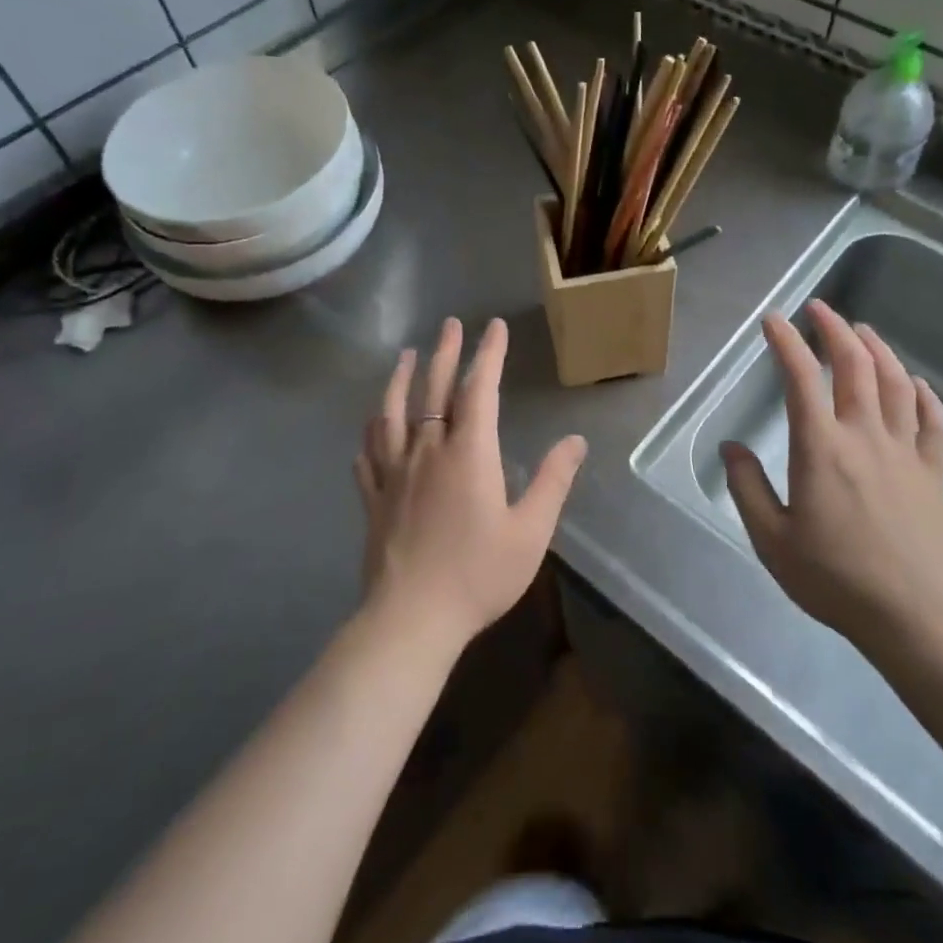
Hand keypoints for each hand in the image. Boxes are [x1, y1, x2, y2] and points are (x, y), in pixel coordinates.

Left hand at [355, 317, 587, 649]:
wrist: (412, 619)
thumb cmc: (478, 574)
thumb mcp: (531, 531)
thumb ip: (552, 481)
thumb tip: (574, 441)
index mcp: (468, 453)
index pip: (479, 389)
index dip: (488, 354)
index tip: (494, 327)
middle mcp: (427, 451)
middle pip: (433, 390)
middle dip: (444, 353)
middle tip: (449, 324)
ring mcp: (393, 473)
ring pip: (392, 414)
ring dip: (400, 380)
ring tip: (404, 356)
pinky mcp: (373, 499)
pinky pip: (368, 456)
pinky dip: (370, 435)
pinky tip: (369, 430)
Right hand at [721, 300, 942, 649]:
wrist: (914, 615)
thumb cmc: (835, 578)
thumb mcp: (771, 539)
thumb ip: (747, 488)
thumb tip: (730, 448)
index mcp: (821, 448)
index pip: (801, 379)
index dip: (786, 343)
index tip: (773, 319)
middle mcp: (865, 436)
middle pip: (855, 366)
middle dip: (835, 330)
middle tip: (820, 309)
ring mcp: (905, 452)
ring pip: (896, 384)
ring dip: (878, 350)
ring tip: (862, 331)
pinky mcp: (933, 473)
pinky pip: (934, 423)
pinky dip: (925, 396)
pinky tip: (917, 384)